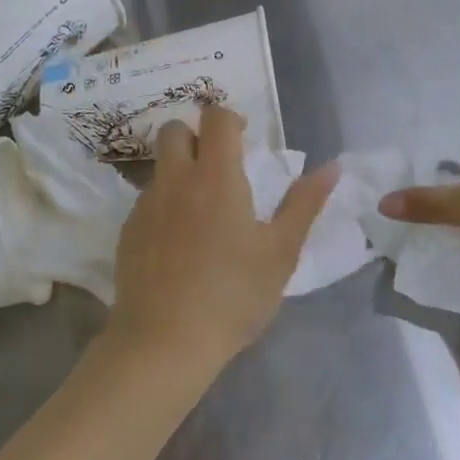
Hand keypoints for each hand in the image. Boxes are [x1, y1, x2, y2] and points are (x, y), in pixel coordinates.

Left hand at [106, 105, 338, 375]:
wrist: (164, 341)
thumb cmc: (233, 295)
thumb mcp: (281, 252)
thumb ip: (304, 204)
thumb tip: (331, 167)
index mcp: (216, 177)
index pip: (215, 118)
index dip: (229, 118)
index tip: (244, 138)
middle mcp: (176, 180)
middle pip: (174, 130)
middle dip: (195, 135)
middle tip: (218, 166)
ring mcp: (146, 204)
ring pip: (159, 166)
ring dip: (179, 171)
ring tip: (201, 210)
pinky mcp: (128, 231)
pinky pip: (146, 200)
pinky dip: (164, 205)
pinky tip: (178, 243)